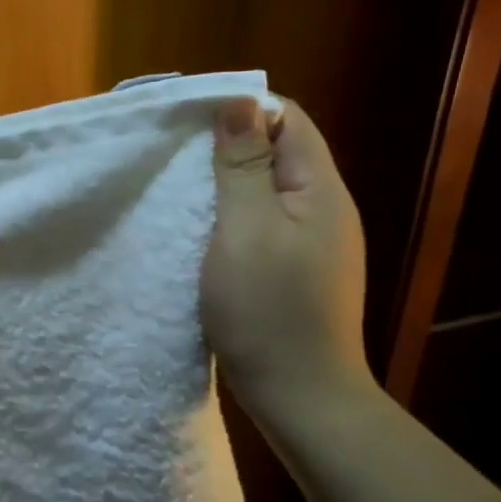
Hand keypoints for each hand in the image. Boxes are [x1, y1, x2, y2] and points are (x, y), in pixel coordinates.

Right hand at [202, 97, 373, 418]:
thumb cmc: (269, 310)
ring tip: (182, 191)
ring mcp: (314, 243)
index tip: (189, 123)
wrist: (301, 397)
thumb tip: (239, 103)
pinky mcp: (297, 270)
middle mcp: (324, 208)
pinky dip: (233, 217)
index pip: (288, 119)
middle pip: (279, 152)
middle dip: (229, 146)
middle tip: (176, 158)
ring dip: (227, 184)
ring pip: (268, 190)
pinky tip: (203, 232)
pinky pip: (264, 224)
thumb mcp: (246, 229)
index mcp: (320, 189)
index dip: (241, 111)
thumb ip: (243, 165)